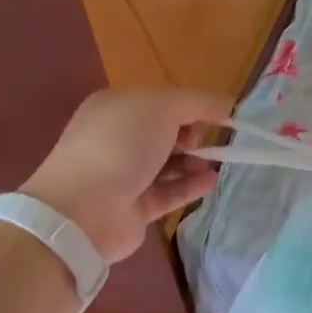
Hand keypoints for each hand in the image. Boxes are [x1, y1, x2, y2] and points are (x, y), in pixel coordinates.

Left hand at [20, 88, 230, 262]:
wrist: (82, 210)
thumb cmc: (120, 145)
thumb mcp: (162, 107)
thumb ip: (199, 102)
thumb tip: (229, 104)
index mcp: (116, 108)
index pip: (161, 101)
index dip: (191, 106)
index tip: (218, 115)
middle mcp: (117, 139)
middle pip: (165, 132)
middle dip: (192, 134)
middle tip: (205, 140)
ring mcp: (123, 175)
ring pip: (168, 164)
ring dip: (195, 161)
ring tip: (213, 164)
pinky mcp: (133, 208)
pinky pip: (169, 192)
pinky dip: (191, 186)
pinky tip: (211, 182)